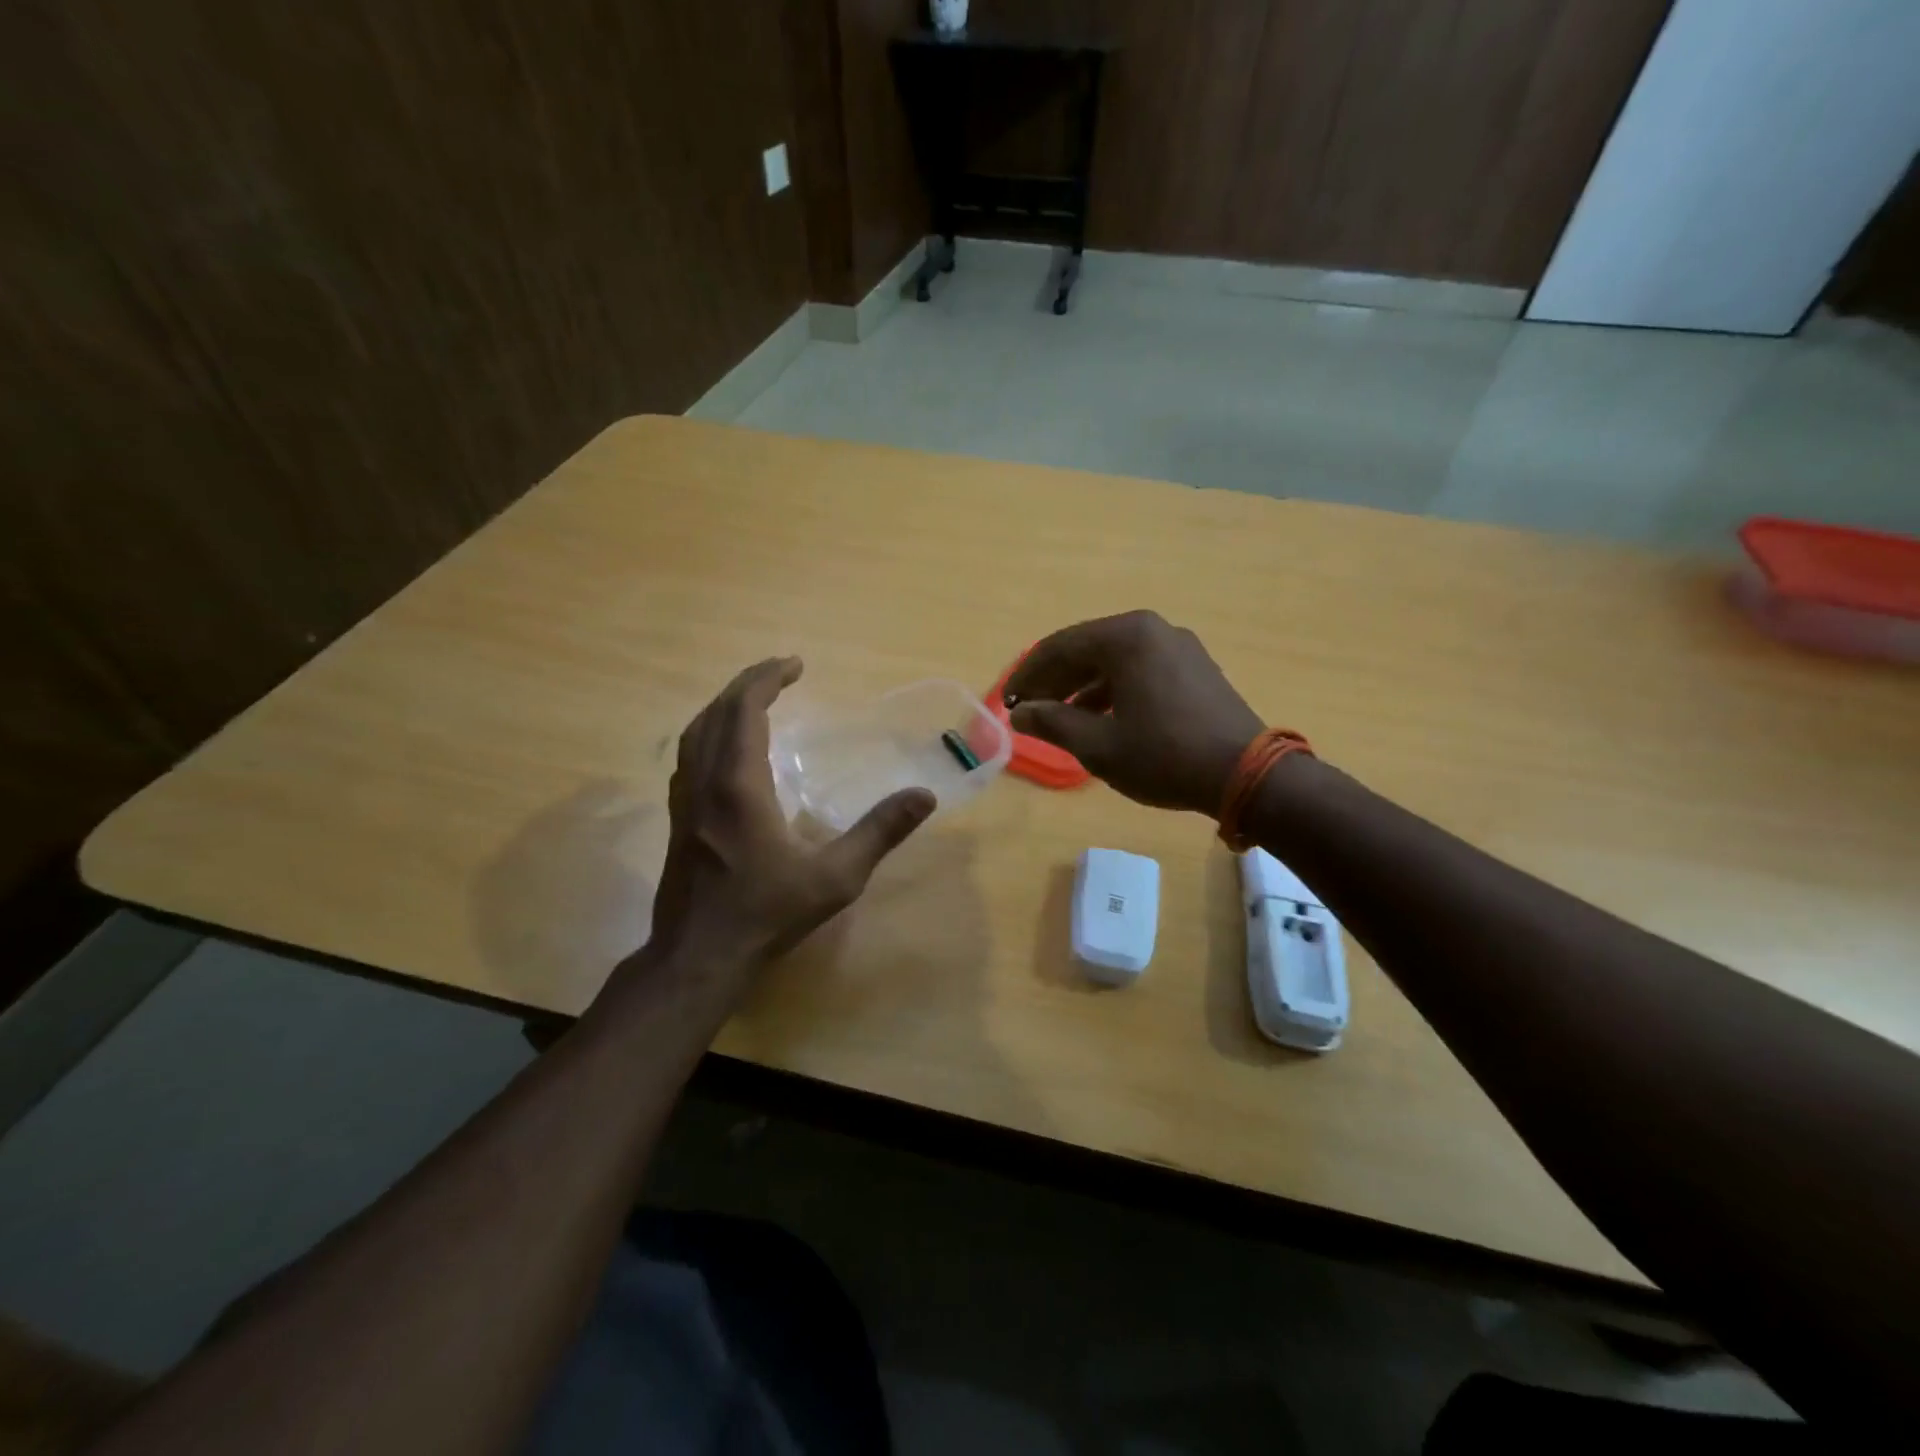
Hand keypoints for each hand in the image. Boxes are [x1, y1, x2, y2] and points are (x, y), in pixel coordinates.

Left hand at [646, 657, 934, 972]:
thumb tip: (923, 796)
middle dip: (748, 683)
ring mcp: (685, 800)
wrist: (699, 957)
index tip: (796, 665)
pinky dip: (711, 732)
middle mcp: (705, 781)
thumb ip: (879, 832)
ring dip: (725, 705)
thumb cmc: (766, 915)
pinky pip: (689, 755)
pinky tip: (730, 748)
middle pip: (717, 712)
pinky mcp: (679, 818)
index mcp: (739, 785)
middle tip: (782, 671)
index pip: (745, 710)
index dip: (767, 679)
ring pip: (696, 732)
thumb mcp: (835, 877)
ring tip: (756, 698)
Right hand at [1004, 611, 1263, 814]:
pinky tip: (1099, 718)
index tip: (1006, 701)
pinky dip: (1112, 691)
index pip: (1059, 647)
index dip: (1027, 676)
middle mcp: (1152, 630)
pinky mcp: (1194, 668)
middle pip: (1087, 650)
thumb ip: (1053, 723)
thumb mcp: (1099, 745)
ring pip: (1114, 661)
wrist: (1246, 774)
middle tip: (1027, 709)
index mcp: (1126, 637)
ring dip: (1081, 688)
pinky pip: (1139, 671)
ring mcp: (1178, 647)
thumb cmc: (1164, 756)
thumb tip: (1020, 713)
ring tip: (1057, 718)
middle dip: (1054, 681)